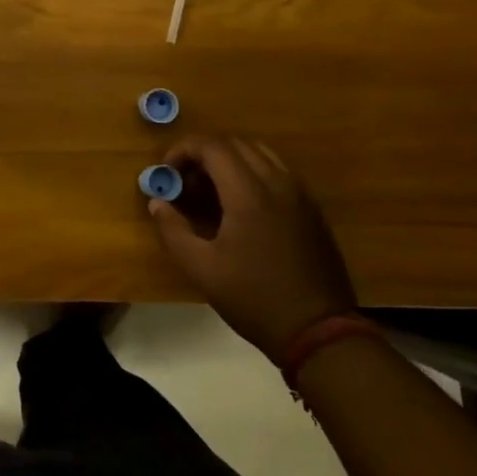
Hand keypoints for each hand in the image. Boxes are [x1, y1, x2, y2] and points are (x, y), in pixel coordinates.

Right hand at [150, 136, 356, 358]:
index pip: (212, 147)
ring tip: (212, 191)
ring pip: (260, 153)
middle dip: (204, 154)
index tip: (167, 172)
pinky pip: (278, 171)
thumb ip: (173, 231)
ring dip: (230, 160)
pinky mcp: (311, 208)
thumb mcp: (202, 270)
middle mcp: (277, 183)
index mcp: (249, 194)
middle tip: (186, 183)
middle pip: (235, 144)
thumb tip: (157, 203)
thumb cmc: (255, 299)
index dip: (183, 150)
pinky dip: (252, 172)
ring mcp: (299, 194)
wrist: (319, 332)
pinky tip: (241, 206)